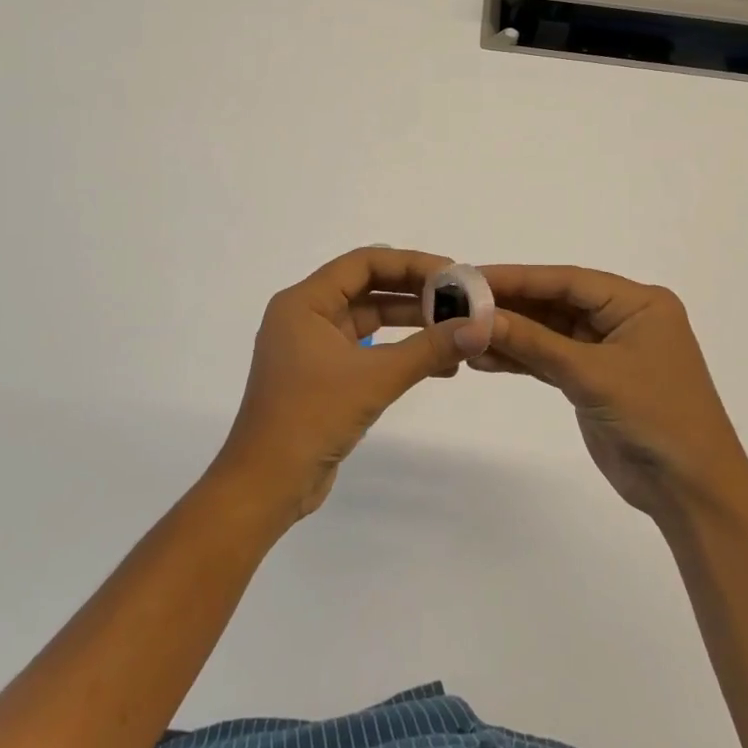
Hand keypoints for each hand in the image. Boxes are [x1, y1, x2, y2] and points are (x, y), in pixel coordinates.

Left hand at [214, 247, 494, 520]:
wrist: (267, 485)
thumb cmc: (311, 417)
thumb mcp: (375, 378)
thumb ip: (429, 349)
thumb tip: (480, 327)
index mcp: (304, 302)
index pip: (363, 263)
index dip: (410, 263)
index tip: (452, 273)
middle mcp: (305, 316)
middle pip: (367, 288)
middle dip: (414, 293)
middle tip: (460, 299)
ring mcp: (312, 347)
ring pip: (369, 319)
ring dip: (411, 324)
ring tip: (456, 330)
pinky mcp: (322, 375)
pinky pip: (366, 349)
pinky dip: (398, 352)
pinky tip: (438, 365)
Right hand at [473, 265, 747, 520]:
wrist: (691, 492)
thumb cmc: (656, 419)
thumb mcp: (593, 375)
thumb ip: (535, 344)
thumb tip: (480, 318)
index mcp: (638, 304)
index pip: (569, 281)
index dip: (519, 278)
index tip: (474, 277)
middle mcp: (623, 319)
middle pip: (556, 303)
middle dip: (510, 306)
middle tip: (458, 303)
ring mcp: (607, 351)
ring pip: (550, 333)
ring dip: (510, 335)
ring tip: (462, 333)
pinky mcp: (593, 381)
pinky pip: (551, 360)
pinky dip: (521, 360)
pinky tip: (484, 359)